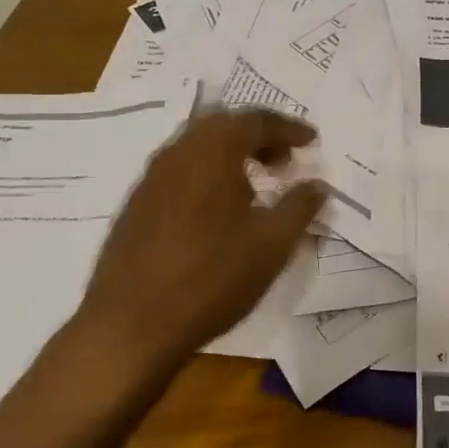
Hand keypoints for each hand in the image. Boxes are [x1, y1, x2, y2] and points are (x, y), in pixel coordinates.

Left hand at [71, 108, 326, 374]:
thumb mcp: (272, 244)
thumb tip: (317, 185)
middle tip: (285, 159)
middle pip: (223, 125)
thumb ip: (300, 207)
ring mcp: (151, 179)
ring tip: (256, 186)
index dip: (288, 128)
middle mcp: (177, 153)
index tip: (312, 141)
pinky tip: (219, 212)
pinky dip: (207, 175)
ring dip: (231, 155)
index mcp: (212, 151)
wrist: (131, 326)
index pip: (256, 120)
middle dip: (258, 136)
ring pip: (197, 148)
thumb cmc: (211, 277)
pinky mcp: (136, 206)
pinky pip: (180, 172)